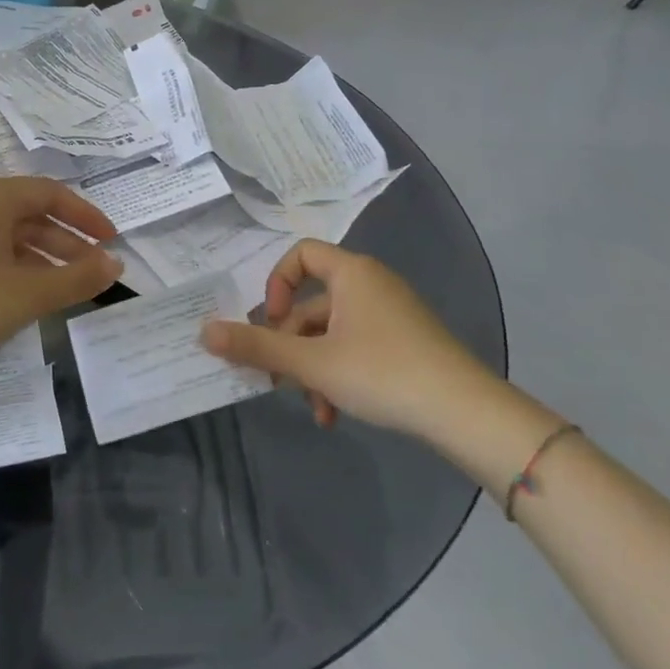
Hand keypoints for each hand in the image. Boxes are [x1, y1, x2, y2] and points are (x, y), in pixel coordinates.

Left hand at [0, 177, 121, 359]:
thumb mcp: (29, 294)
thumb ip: (78, 278)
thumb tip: (115, 265)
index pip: (52, 194)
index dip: (86, 217)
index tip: (111, 241)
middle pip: (30, 214)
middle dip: (66, 243)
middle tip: (93, 272)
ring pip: (8, 234)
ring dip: (41, 257)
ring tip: (64, 288)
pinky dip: (14, 265)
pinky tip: (24, 293)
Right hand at [199, 240, 506, 439]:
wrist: (465, 413)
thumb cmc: (382, 372)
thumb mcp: (312, 363)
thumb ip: (257, 347)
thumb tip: (204, 332)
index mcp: (352, 273)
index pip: (300, 255)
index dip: (275, 285)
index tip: (270, 323)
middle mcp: (371, 284)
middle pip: (311, 303)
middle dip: (291, 344)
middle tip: (278, 380)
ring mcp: (391, 315)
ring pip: (332, 333)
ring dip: (313, 368)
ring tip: (314, 408)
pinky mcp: (405, 343)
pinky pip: (356, 347)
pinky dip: (339, 374)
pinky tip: (335, 413)